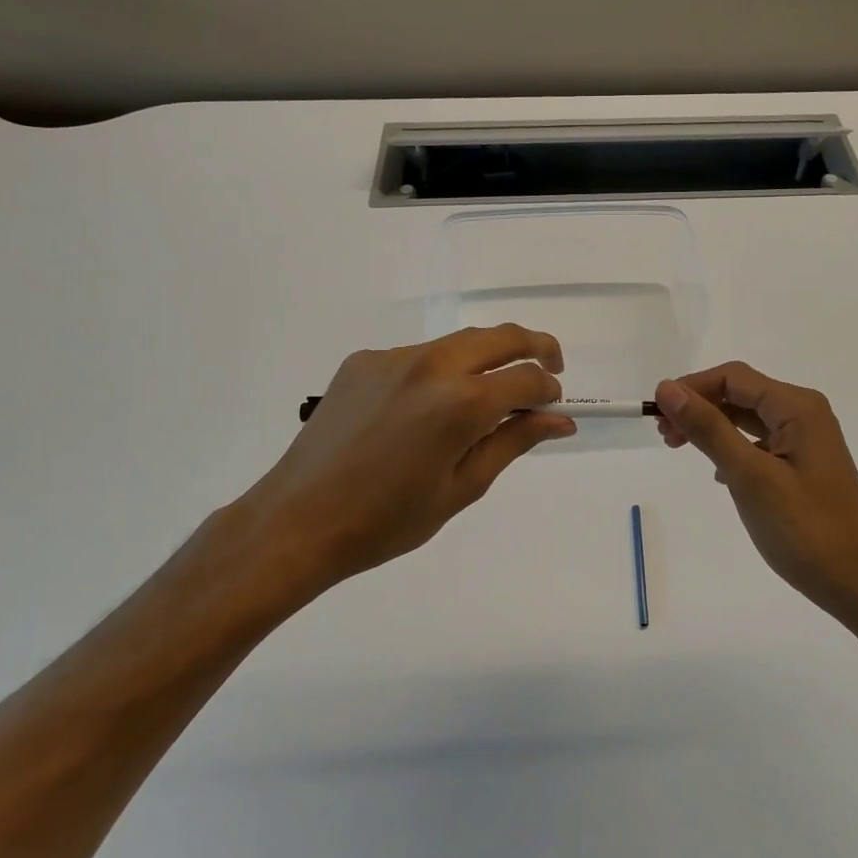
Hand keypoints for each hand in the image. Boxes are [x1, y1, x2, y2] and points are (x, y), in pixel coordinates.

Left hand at [222, 326, 574, 601]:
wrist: (298, 521)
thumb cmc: (388, 520)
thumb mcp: (463, 488)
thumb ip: (514, 442)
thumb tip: (560, 420)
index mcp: (461, 403)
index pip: (527, 378)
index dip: (548, 390)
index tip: (553, 406)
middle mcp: (431, 365)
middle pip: (500, 336)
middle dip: (535, 347)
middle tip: (549, 368)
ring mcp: (393, 357)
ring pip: (458, 342)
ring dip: (485, 358)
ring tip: (486, 394)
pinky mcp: (363, 360)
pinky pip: (417, 356)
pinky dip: (439, 371)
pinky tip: (425, 409)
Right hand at [655, 363, 857, 631]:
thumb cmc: (806, 531)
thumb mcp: (750, 477)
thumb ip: (709, 429)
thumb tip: (668, 389)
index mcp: (797, 407)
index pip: (733, 377)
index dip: (691, 387)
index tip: (655, 413)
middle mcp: (804, 414)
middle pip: (740, 393)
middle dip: (699, 407)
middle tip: (664, 435)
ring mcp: (806, 441)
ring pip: (747, 418)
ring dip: (712, 427)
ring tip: (679, 447)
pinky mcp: (803, 466)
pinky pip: (759, 443)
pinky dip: (731, 448)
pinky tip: (717, 472)